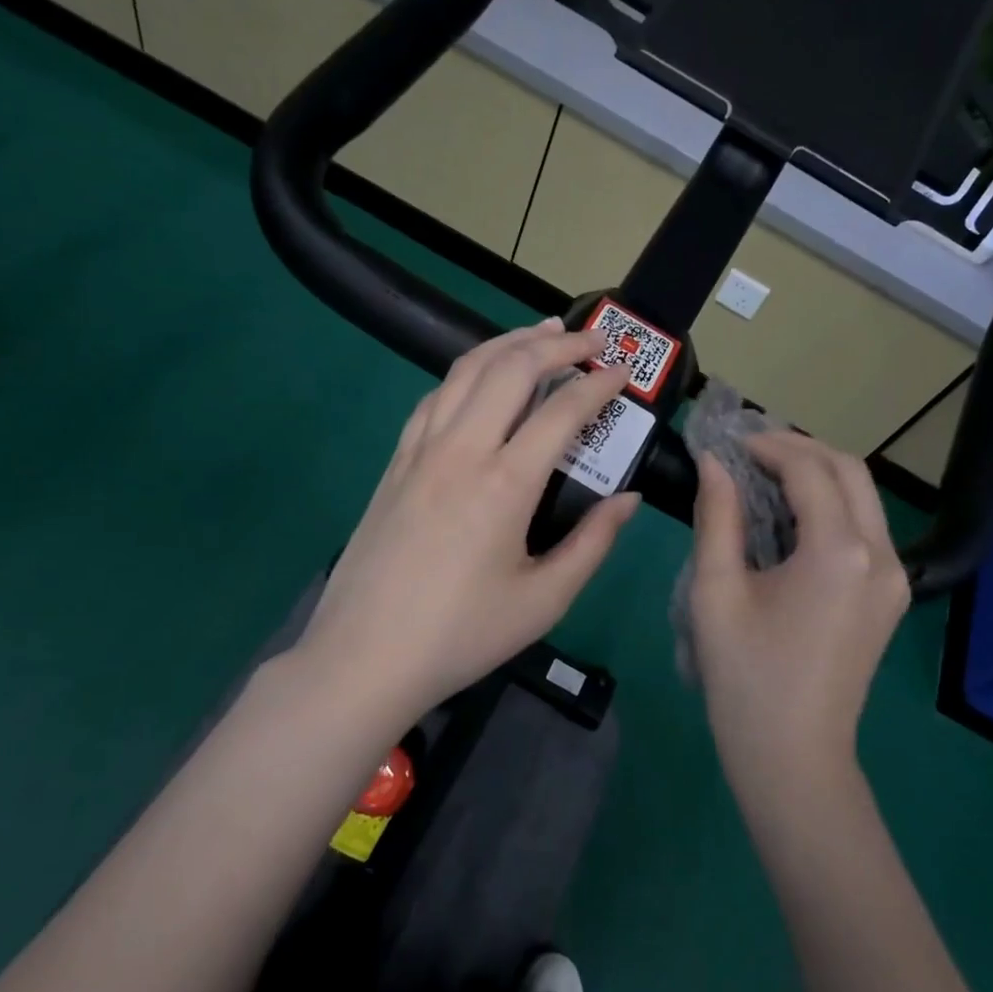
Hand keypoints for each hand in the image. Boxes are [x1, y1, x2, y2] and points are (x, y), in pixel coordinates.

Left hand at [286, 319, 638, 718]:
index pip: (562, 411)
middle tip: (592, 339)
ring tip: (540, 333)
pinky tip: (480, 377)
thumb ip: (593, 543)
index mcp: (504, 484)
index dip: (599, 385)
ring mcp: (420, 451)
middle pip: (511, 369)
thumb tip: (628, 499)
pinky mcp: (395, 462)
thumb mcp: (544, 601)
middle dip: (557, 344)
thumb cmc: (461, 634)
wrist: (364, 658)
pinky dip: (466, 373)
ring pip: (465, 371)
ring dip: (508, 343)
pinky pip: (434, 397)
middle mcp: (461, 451)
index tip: (624, 373)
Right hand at [688, 432, 909, 791]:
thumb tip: (713, 463)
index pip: (809, 469)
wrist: (794, 758)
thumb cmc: (745, 678)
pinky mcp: (891, 595)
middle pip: (850, 470)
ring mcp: (895, 577)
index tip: (729, 441)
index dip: (768, 445)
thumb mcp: (716, 591)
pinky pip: (866, 527)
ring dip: (818, 474)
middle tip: (750, 450)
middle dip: (800, 449)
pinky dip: (832, 505)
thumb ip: (717, 516)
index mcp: (839, 552)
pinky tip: (792, 516)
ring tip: (766, 474)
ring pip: (864, 496)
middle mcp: (881, 555)